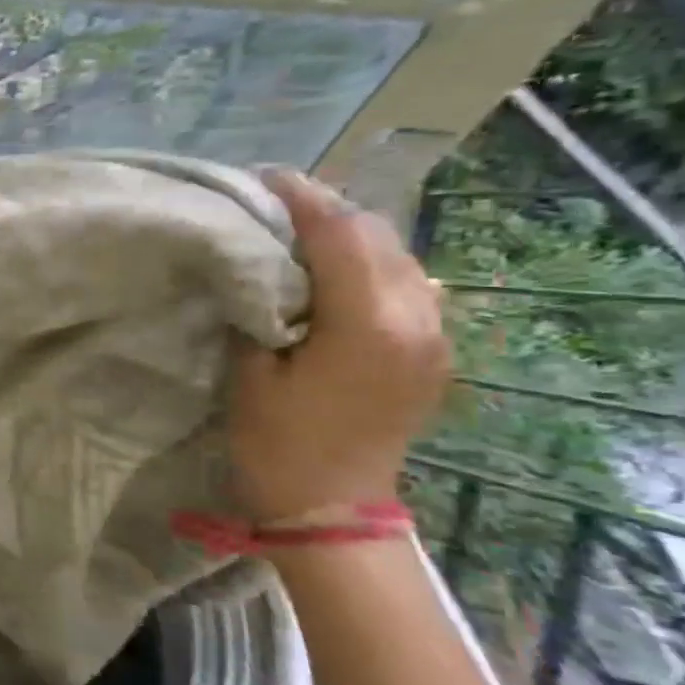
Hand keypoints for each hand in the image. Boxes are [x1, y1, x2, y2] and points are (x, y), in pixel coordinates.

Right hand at [230, 170, 450, 524]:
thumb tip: (255, 267)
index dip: (302, 199)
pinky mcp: (430, 351)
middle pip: (378, 236)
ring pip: (399, 257)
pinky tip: (335, 271)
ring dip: (351, 234)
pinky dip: (370, 264)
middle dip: (328, 209)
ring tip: (300, 229)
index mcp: (368, 323)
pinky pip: (407, 285)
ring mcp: (433, 335)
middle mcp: (416, 319)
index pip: (341, 235)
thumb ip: (261, 309)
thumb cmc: (276, 443)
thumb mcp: (251, 373)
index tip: (264, 177)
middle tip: (275, 201)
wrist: (331, 508)